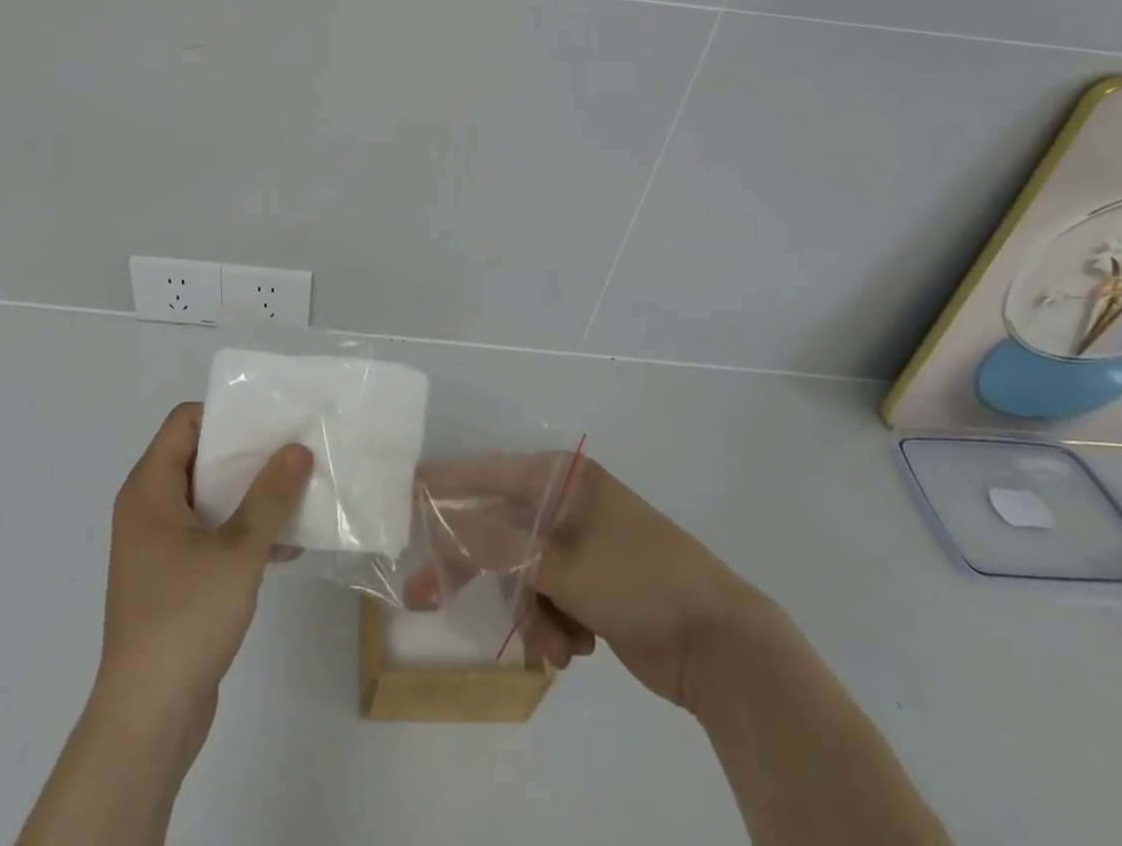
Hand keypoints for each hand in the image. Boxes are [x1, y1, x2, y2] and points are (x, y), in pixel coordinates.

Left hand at [97, 403, 311, 729]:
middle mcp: (149, 509)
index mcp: (150, 490)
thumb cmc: (184, 619)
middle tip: (294, 447)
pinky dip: (243, 532)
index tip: (271, 418)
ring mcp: (160, 546)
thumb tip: (298, 448)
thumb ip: (270, 497)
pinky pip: (212, 535)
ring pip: (210, 498)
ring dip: (251, 495)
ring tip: (300, 490)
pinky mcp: (175, 578)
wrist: (148, 720)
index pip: (185, 422)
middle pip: (200, 457)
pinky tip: (287, 545)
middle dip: (248, 453)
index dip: (226, 414)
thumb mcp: (237, 551)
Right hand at [407, 454, 750, 707]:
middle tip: (425, 597)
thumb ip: (498, 545)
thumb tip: (446, 525)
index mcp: (562, 480)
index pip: (489, 473)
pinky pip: (546, 600)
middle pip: (498, 530)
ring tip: (554, 644)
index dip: (445, 483)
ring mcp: (579, 546)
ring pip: (520, 574)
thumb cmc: (636, 580)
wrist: (717, 643)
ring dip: (528, 613)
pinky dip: (552, 627)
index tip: (404, 491)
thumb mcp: (561, 561)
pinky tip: (576, 648)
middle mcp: (566, 505)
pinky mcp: (591, 586)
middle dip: (474, 570)